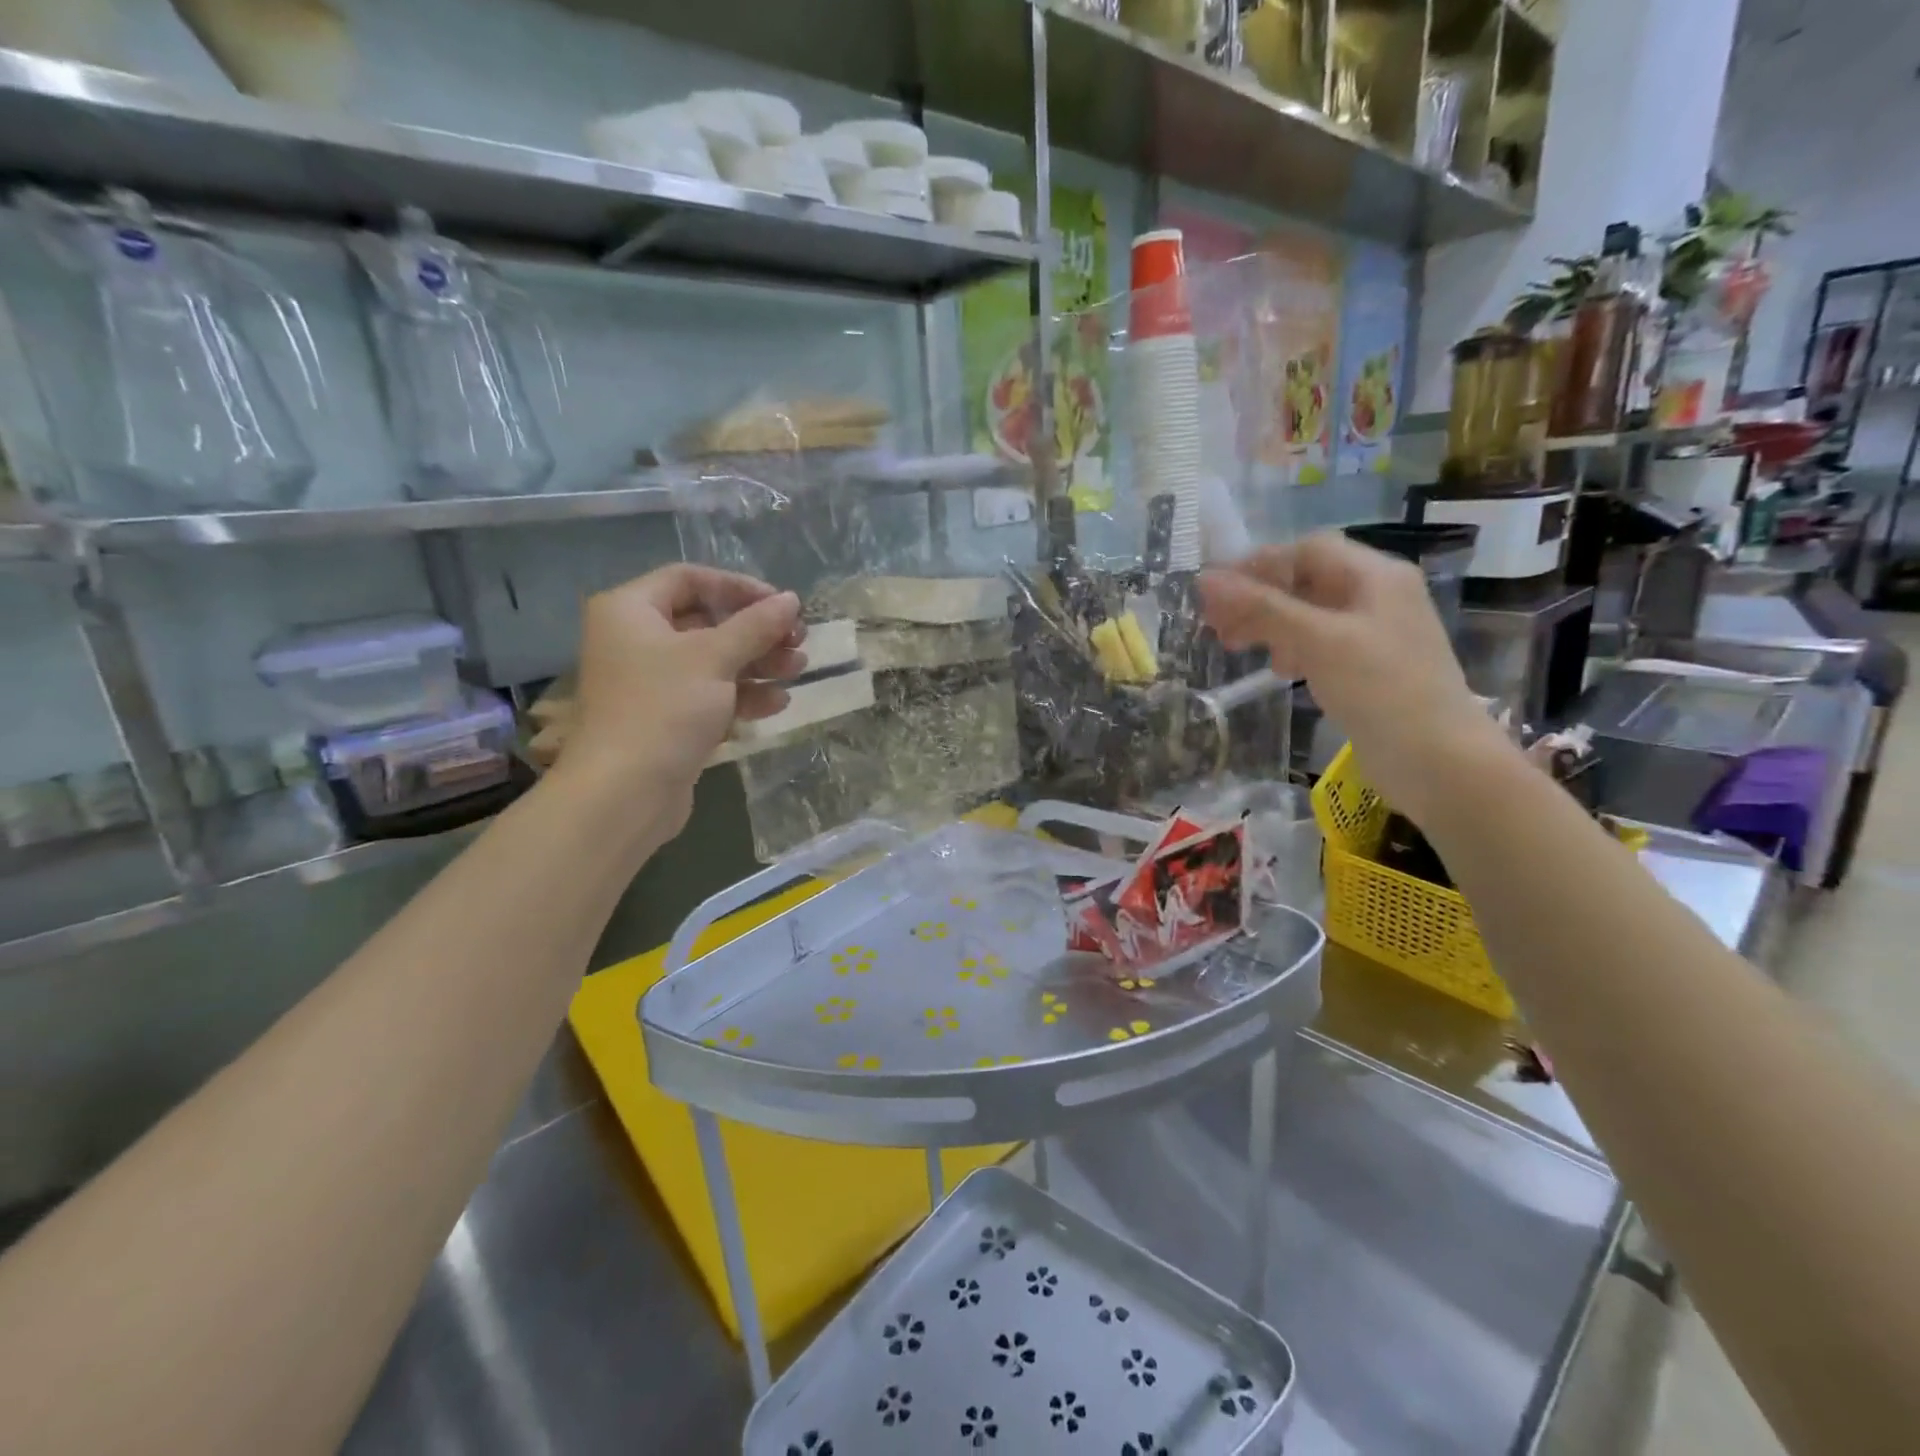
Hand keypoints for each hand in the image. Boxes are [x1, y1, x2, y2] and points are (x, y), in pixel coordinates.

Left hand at [560, 565, 803, 834]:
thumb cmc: (664, 708)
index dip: (739, 587)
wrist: (625, 792)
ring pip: (713, 662)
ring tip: (797, 671)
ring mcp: (650, 683)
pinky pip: (709, 695)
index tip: (780, 604)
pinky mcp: (666, 719)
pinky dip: (742, 696)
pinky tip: (777, 703)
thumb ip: (756, 625)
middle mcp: (635, 640)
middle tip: (797, 641)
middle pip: (706, 622)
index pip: (689, 579)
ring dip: (757, 664)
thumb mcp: (715, 657)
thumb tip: (790, 599)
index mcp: (630, 610)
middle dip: (756, 632)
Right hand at [1199, 533, 1510, 823]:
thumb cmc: (1380, 688)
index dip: (1259, 565)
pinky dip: (1291, 649)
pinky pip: (1320, 644)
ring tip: (1236, 647)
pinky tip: (1278, 670)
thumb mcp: (1316, 640)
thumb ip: (1261, 608)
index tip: (1216, 593)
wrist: (1437, 759)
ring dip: (1269, 624)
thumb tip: (1206, 579)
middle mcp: (1377, 596)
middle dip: (1258, 598)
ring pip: (1309, 614)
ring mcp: (1374, 634)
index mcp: (1375, 576)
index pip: (1307, 550)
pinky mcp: (1369, 668)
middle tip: (1216, 624)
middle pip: (1306, 581)